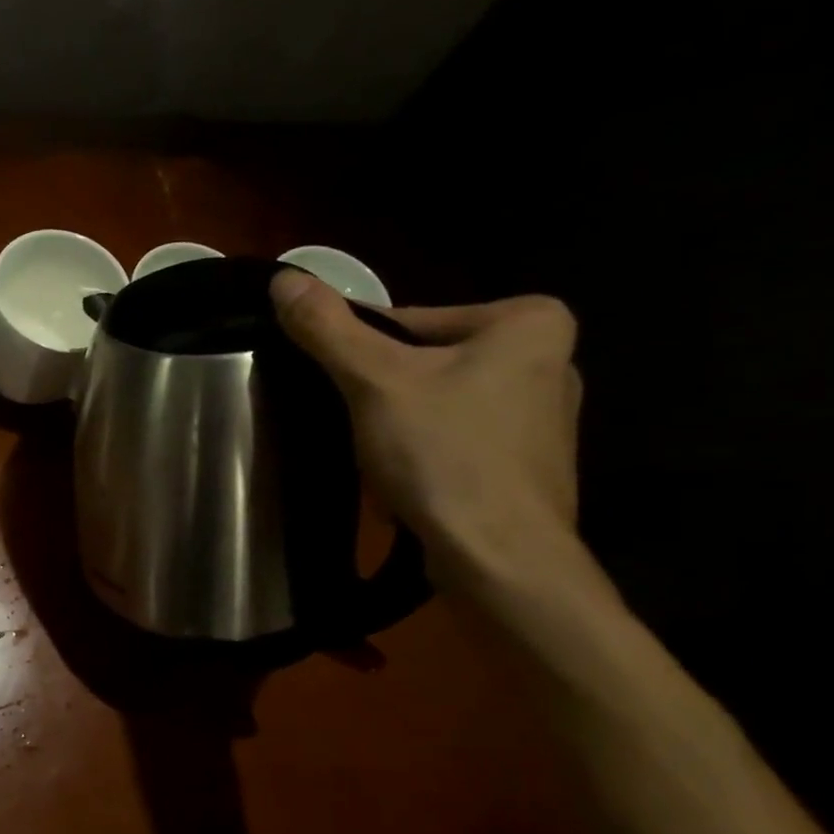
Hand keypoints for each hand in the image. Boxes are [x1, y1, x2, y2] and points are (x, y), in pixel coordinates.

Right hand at [270, 269, 583, 587]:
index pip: (410, 320)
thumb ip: (327, 327)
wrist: (500, 558)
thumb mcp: (373, 381)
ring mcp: (544, 418)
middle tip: (355, 425)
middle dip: (383, 390)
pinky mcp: (529, 464)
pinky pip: (458, 438)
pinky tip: (408, 480)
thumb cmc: (444, 454)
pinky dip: (427, 451)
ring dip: (401, 422)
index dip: (360, 353)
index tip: (340, 389)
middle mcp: (550, 360)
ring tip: (378, 458)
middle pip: (426, 360)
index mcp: (528, 322)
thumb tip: (283, 276)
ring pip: (440, 401)